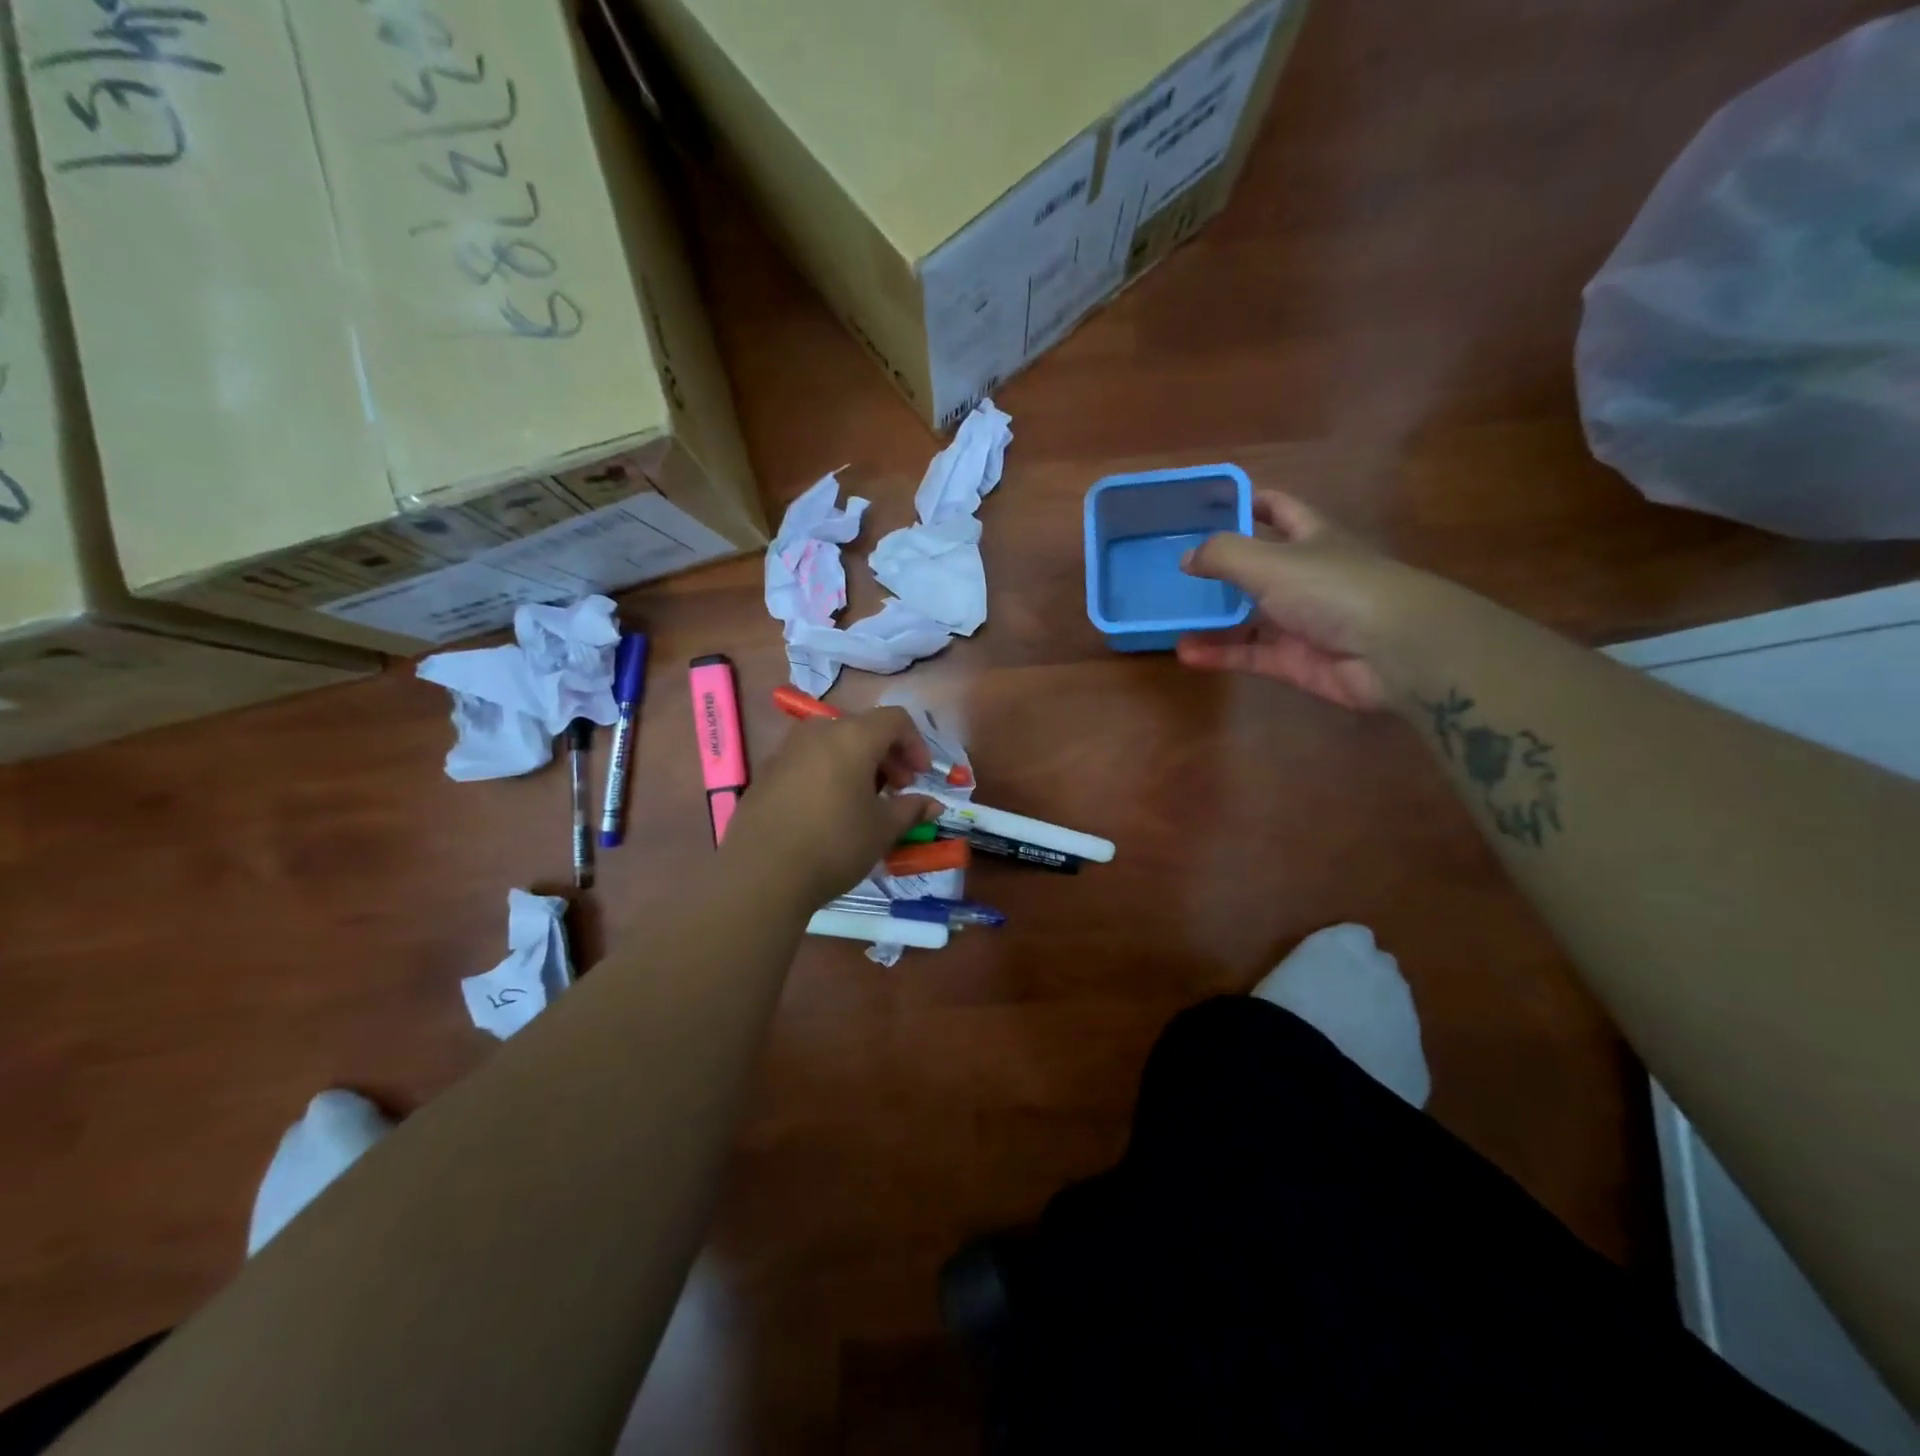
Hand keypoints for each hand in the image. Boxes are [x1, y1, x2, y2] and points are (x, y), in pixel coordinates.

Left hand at [724, 706, 941, 905]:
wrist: (761, 875)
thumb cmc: (834, 844)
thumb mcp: (883, 829)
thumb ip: (911, 809)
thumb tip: (933, 805)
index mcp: (852, 736)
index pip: (895, 719)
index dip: (916, 744)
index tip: (921, 777)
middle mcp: (818, 732)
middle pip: (863, 728)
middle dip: (887, 755)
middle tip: (898, 790)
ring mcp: (786, 750)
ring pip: (833, 744)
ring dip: (857, 764)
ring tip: (863, 802)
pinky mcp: (766, 774)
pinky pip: (808, 762)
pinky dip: (828, 774)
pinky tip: (828, 811)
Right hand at [1176, 491, 1445, 710]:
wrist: (1392, 651)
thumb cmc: (1333, 588)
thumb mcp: (1270, 561)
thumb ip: (1223, 555)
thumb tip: (1187, 558)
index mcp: (1309, 538)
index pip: (1277, 510)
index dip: (1246, 503)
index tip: (1206, 506)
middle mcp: (1304, 576)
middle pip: (1254, 567)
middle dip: (1217, 569)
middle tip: (1171, 571)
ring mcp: (1299, 621)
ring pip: (1245, 616)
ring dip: (1210, 619)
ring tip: (1170, 619)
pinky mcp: (1293, 661)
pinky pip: (1247, 653)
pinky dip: (1218, 654)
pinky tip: (1185, 653)